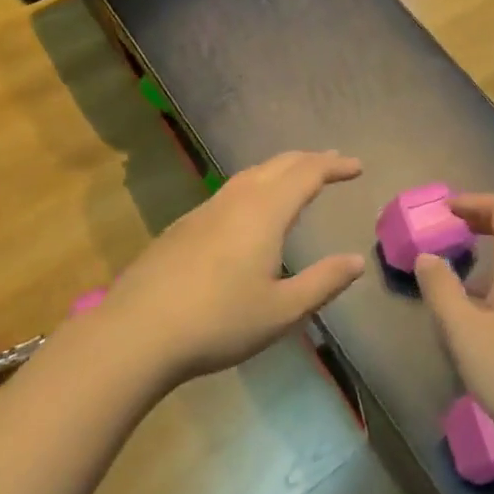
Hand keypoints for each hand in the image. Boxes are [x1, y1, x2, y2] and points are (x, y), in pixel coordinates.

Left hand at [103, 151, 365, 384]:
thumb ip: (323, 283)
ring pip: (250, 175)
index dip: (334, 166)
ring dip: (280, 169)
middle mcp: (236, 200)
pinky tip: (249, 211)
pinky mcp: (182, 228)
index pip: (308, 173)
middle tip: (333, 162)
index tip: (357, 167)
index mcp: (265, 212)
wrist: (136, 333)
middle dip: (310, 160)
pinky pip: (230, 191)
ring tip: (295, 177)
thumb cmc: (217, 322)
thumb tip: (356, 261)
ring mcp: (205, 211)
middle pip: (278, 164)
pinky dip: (255, 186)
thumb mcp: (281, 311)